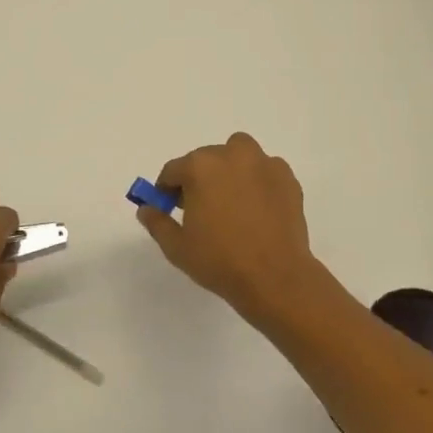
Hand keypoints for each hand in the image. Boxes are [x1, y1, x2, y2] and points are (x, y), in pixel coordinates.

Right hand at [133, 132, 326, 328]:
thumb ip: (157, 222)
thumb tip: (146, 208)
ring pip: (238, 154)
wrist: (275, 278)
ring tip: (232, 200)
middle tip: (201, 208)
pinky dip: (257, 180)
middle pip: (206, 159)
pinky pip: (264, 169)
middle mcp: (231, 155)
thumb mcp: (177, 247)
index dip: (167, 189)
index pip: (174, 170)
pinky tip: (257, 207)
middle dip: (199, 178)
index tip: (170, 207)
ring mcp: (263, 164)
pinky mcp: (287, 178)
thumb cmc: (220, 261)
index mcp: (200, 167)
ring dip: (230, 168)